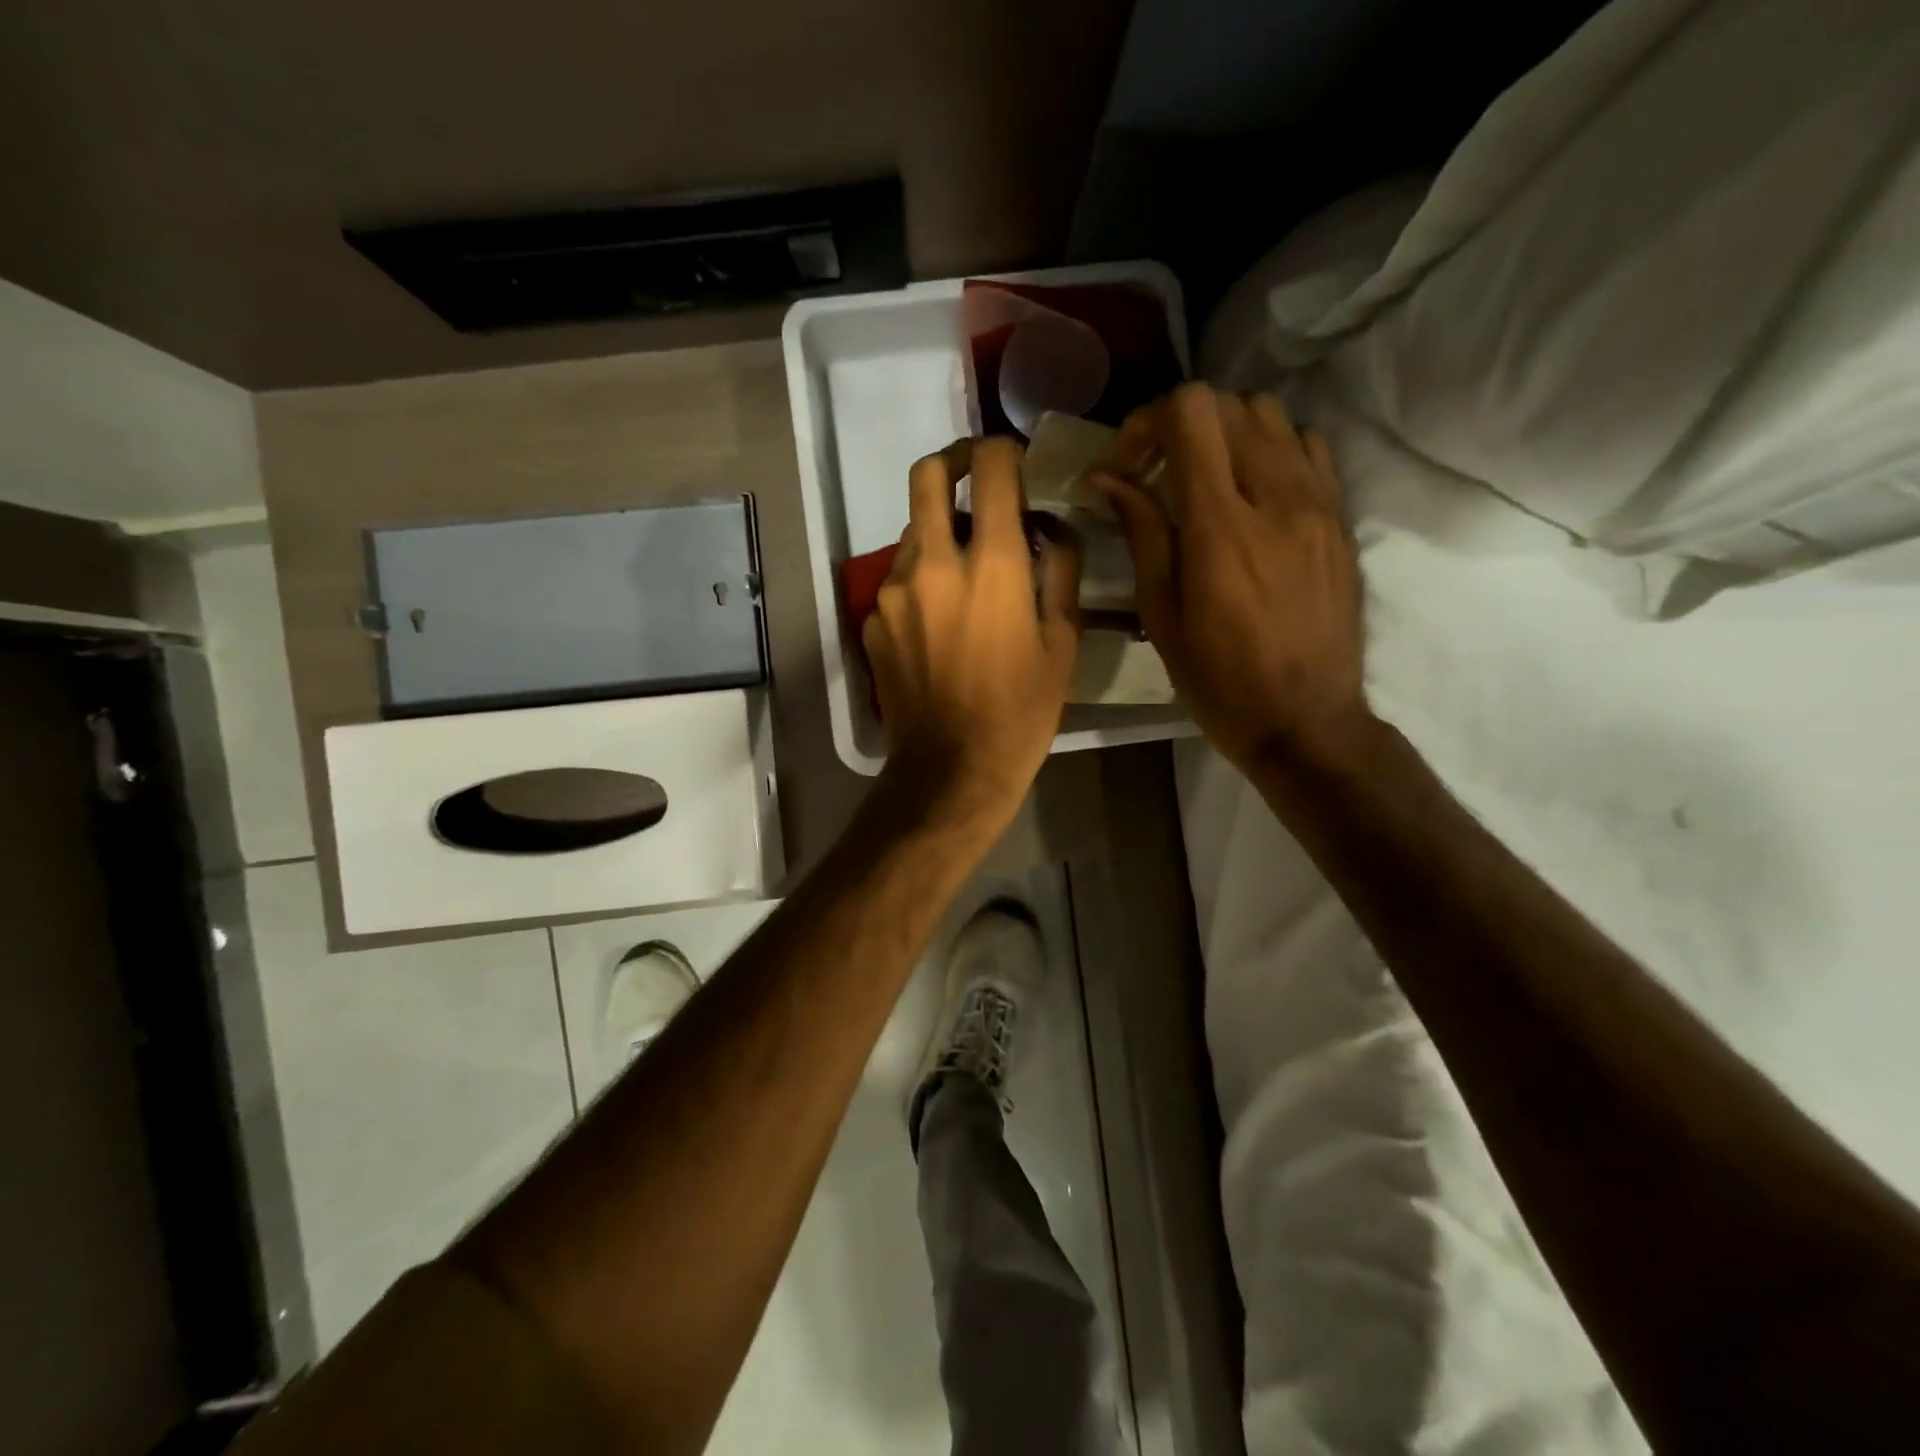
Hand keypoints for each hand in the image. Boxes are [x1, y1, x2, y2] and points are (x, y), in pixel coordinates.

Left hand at [863, 437, 1081, 836]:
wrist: (951, 770)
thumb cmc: (1021, 712)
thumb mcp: (1063, 642)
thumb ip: (1058, 570)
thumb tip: (1046, 529)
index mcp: (991, 564)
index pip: (989, 467)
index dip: (1001, 450)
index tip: (1012, 462)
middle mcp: (932, 563)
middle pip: (927, 473)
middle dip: (953, 462)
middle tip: (975, 482)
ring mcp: (893, 591)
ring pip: (911, 530)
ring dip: (938, 533)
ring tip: (965, 575)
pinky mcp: (871, 620)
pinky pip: (899, 579)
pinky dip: (921, 580)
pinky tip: (939, 622)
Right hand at [1090, 383, 1369, 774]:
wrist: (1307, 721)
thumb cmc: (1219, 682)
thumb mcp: (1163, 616)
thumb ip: (1141, 534)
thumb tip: (1107, 477)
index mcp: (1221, 530)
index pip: (1192, 414)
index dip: (1148, 422)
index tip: (1127, 466)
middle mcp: (1277, 500)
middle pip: (1230, 405)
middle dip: (1179, 426)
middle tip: (1155, 473)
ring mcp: (1319, 505)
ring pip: (1272, 415)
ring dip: (1226, 433)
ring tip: (1203, 479)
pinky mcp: (1341, 519)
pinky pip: (1309, 447)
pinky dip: (1270, 449)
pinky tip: (1251, 492)